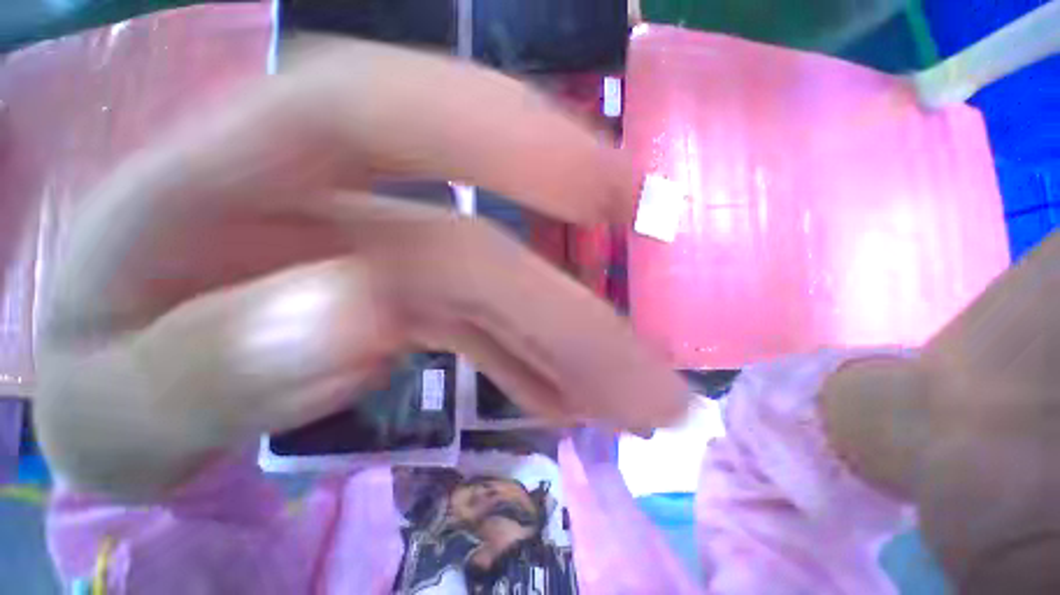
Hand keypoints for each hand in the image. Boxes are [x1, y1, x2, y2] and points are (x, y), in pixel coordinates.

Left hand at [34, 39, 687, 498]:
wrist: (108, 389)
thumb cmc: (95, 386)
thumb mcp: (112, 401)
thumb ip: (214, 362)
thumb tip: (357, 317)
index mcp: (220, 182)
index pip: (390, 111)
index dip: (515, 139)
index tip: (612, 194)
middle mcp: (329, 206)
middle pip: (482, 246)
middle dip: (574, 307)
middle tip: (654, 369)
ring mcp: (378, 253)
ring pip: (503, 294)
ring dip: (571, 352)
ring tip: (632, 401)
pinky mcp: (401, 298)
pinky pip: (487, 330)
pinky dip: (533, 365)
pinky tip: (568, 402)